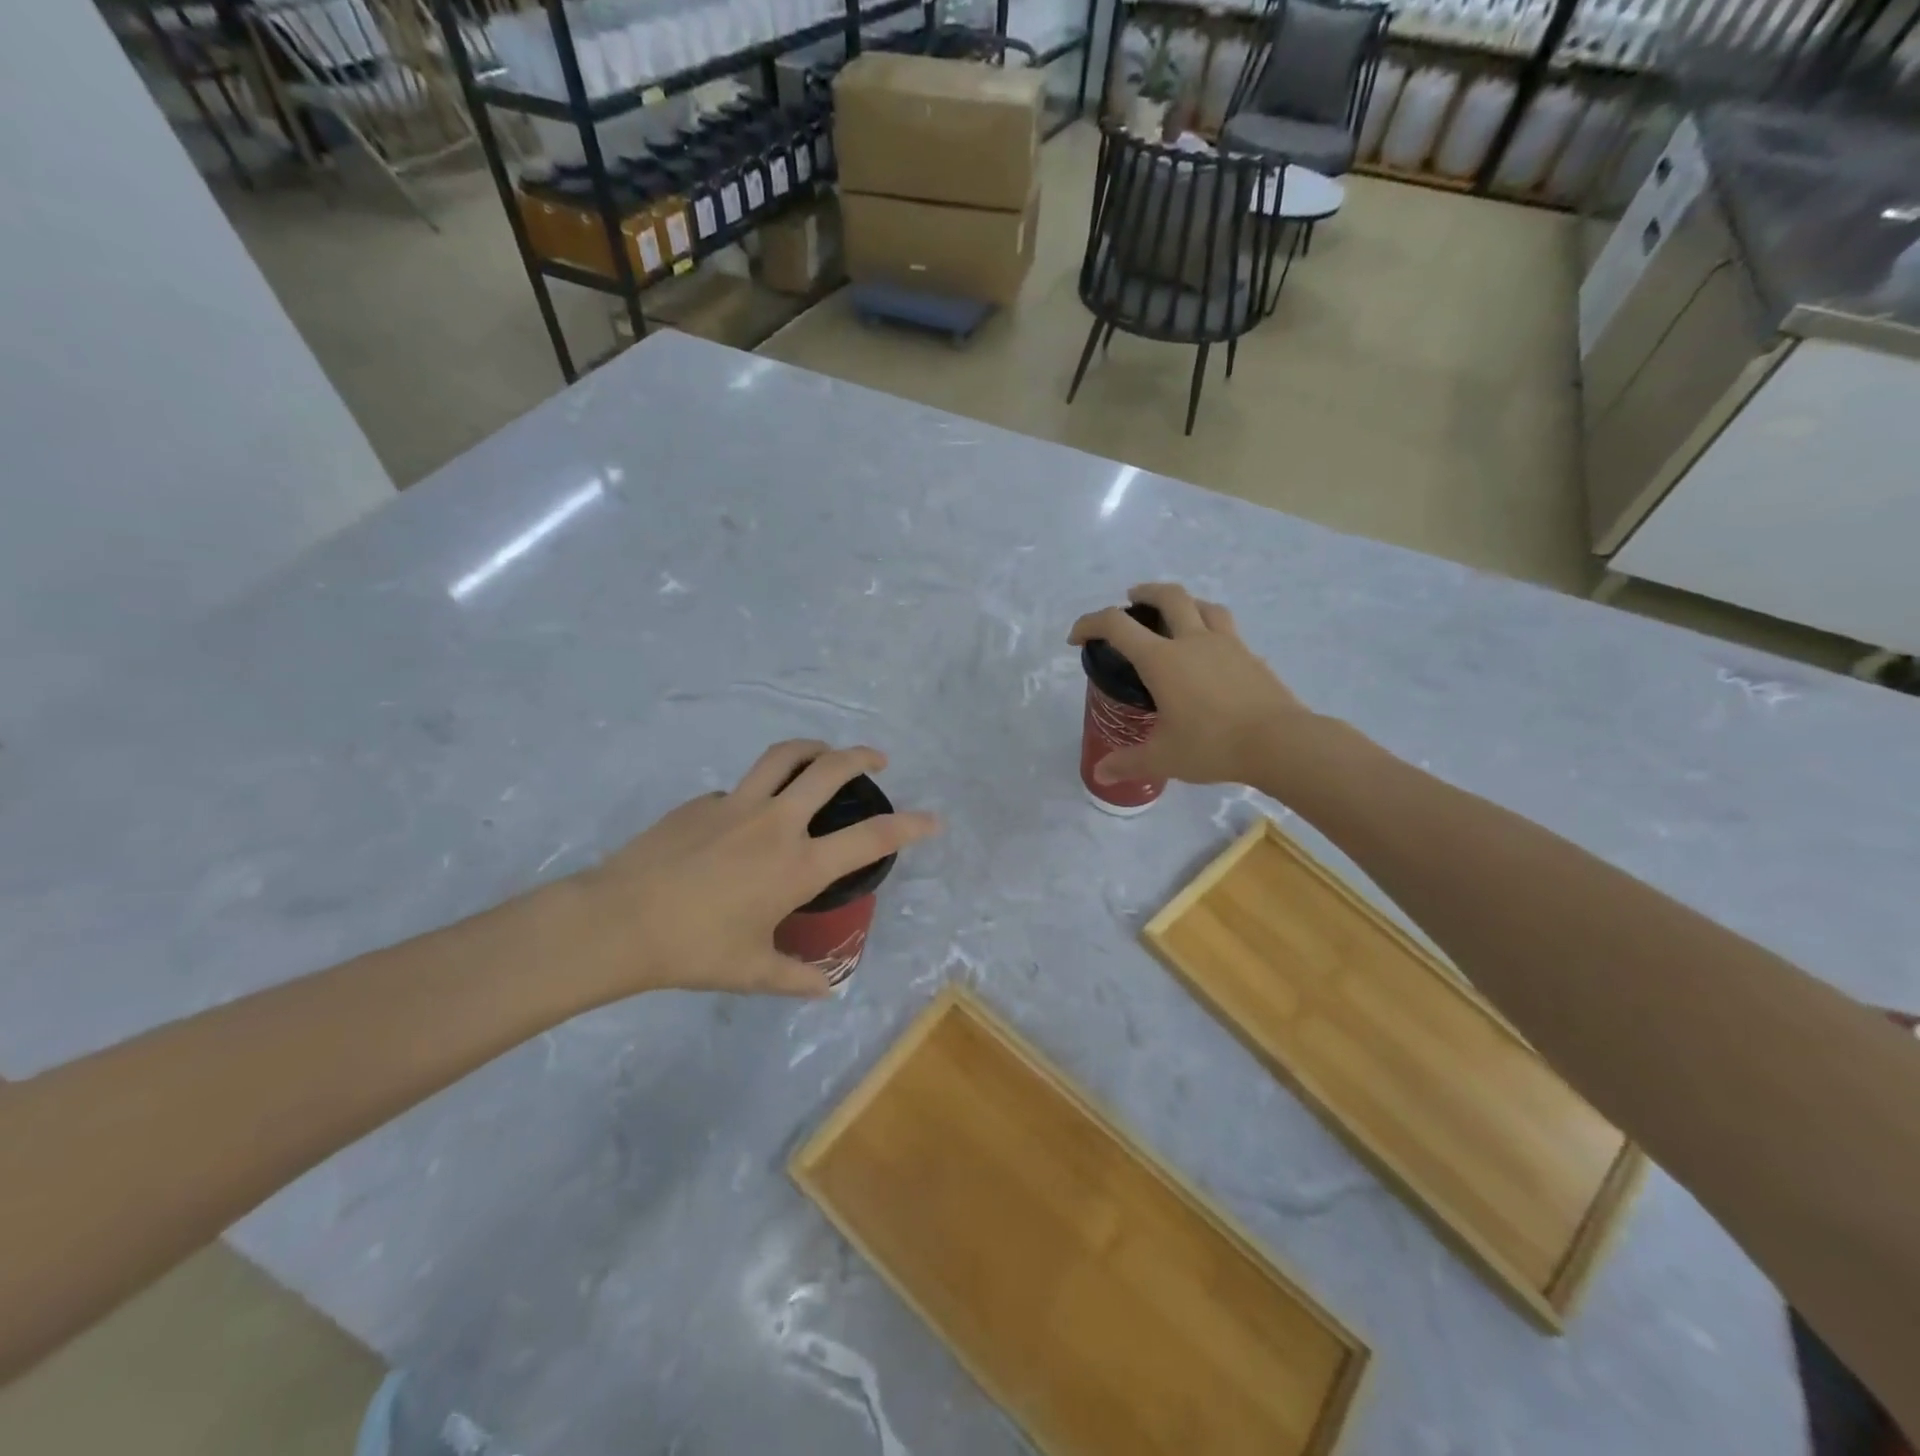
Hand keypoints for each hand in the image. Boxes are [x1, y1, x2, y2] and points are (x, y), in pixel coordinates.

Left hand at [567, 742, 939, 1002]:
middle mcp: (776, 823)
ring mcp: (737, 804)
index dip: (911, 825)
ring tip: (825, 752)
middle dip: (862, 757)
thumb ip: (796, 978)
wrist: (618, 922)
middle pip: (830, 769)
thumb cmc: (693, 950)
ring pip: (785, 756)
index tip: (934, 820)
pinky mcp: (703, 802)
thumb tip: (827, 990)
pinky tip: (747, 817)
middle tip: (877, 760)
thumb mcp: (752, 971)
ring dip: (814, 748)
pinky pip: (741, 788)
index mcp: (798, 865)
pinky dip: (758, 791)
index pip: (871, 837)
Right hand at [1068, 583, 1306, 785]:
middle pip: (1168, 596)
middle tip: (1131, 600)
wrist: (1280, 743)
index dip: (1090, 624)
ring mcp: (1227, 644)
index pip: (1117, 626)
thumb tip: (1101, 774)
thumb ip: (1128, 762)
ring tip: (1175, 615)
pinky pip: (1227, 629)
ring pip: (1203, 605)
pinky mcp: (1251, 657)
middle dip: (1144, 593)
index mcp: (1162, 660)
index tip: (1077, 638)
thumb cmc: (1212, 745)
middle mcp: (1193, 641)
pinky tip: (1210, 651)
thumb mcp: (1163, 758)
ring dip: (1183, 602)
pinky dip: (1210, 628)